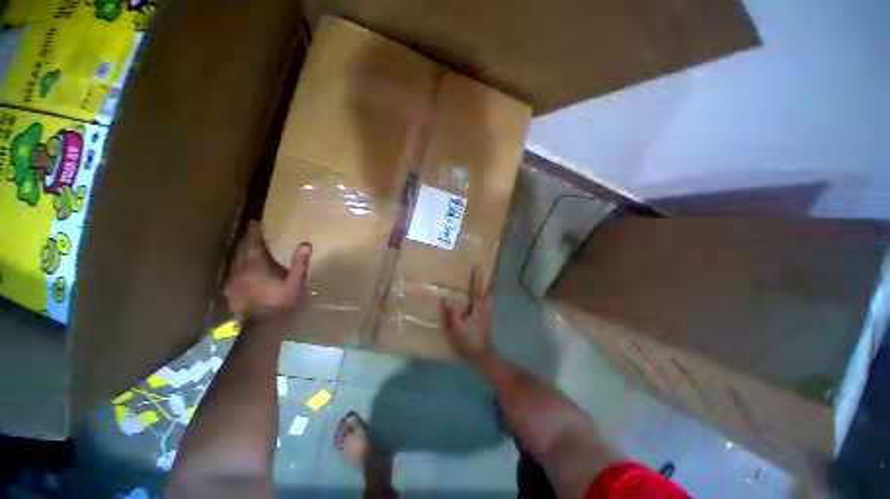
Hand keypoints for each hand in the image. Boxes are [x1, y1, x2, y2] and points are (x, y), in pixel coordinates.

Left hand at [224, 221, 311, 319]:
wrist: (262, 327)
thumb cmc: (281, 302)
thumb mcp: (295, 283)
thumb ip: (300, 263)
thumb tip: (306, 243)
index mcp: (256, 266)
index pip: (253, 244)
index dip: (254, 233)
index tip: (254, 222)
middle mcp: (240, 270)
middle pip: (242, 251)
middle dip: (247, 242)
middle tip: (253, 235)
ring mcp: (233, 282)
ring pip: (236, 263)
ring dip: (242, 255)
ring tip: (249, 252)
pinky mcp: (230, 293)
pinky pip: (234, 275)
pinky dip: (239, 270)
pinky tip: (244, 275)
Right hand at [442, 268, 494, 363]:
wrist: (482, 355)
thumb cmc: (468, 341)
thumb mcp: (456, 328)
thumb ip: (452, 313)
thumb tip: (447, 298)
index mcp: (478, 308)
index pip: (478, 290)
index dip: (477, 278)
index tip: (478, 267)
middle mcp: (486, 308)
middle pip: (486, 292)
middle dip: (483, 283)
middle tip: (478, 275)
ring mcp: (488, 315)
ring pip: (487, 299)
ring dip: (483, 291)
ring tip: (476, 286)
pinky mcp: (487, 320)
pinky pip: (486, 305)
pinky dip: (483, 299)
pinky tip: (475, 303)